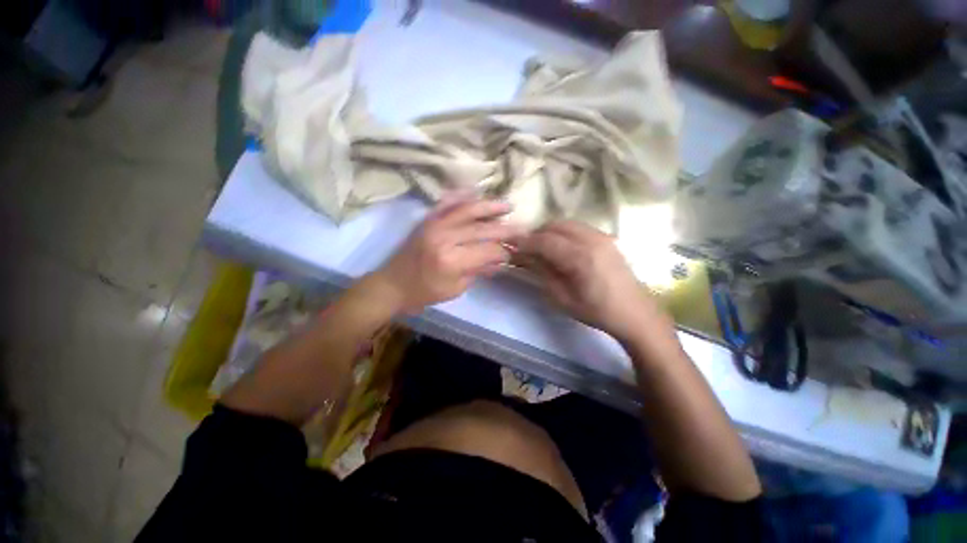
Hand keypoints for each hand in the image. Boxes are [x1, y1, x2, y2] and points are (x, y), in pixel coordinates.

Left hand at [371, 196, 520, 312]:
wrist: (392, 284)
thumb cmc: (424, 293)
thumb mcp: (455, 289)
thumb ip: (479, 271)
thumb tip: (500, 260)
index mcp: (451, 260)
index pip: (487, 250)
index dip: (504, 251)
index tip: (514, 252)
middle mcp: (444, 237)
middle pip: (481, 229)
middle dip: (505, 229)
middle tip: (522, 227)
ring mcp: (434, 224)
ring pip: (467, 210)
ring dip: (489, 206)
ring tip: (507, 205)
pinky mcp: (427, 220)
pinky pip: (447, 204)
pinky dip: (462, 197)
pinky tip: (476, 194)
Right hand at [517, 220, 670, 342]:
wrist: (634, 313)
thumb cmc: (596, 311)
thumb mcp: (562, 298)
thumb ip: (542, 273)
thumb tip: (524, 257)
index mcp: (580, 257)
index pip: (545, 240)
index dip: (526, 242)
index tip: (512, 247)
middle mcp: (591, 240)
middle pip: (555, 225)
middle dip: (537, 234)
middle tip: (526, 248)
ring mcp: (602, 236)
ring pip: (567, 223)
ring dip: (550, 231)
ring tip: (541, 247)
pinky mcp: (607, 238)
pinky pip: (578, 227)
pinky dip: (564, 232)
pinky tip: (561, 247)